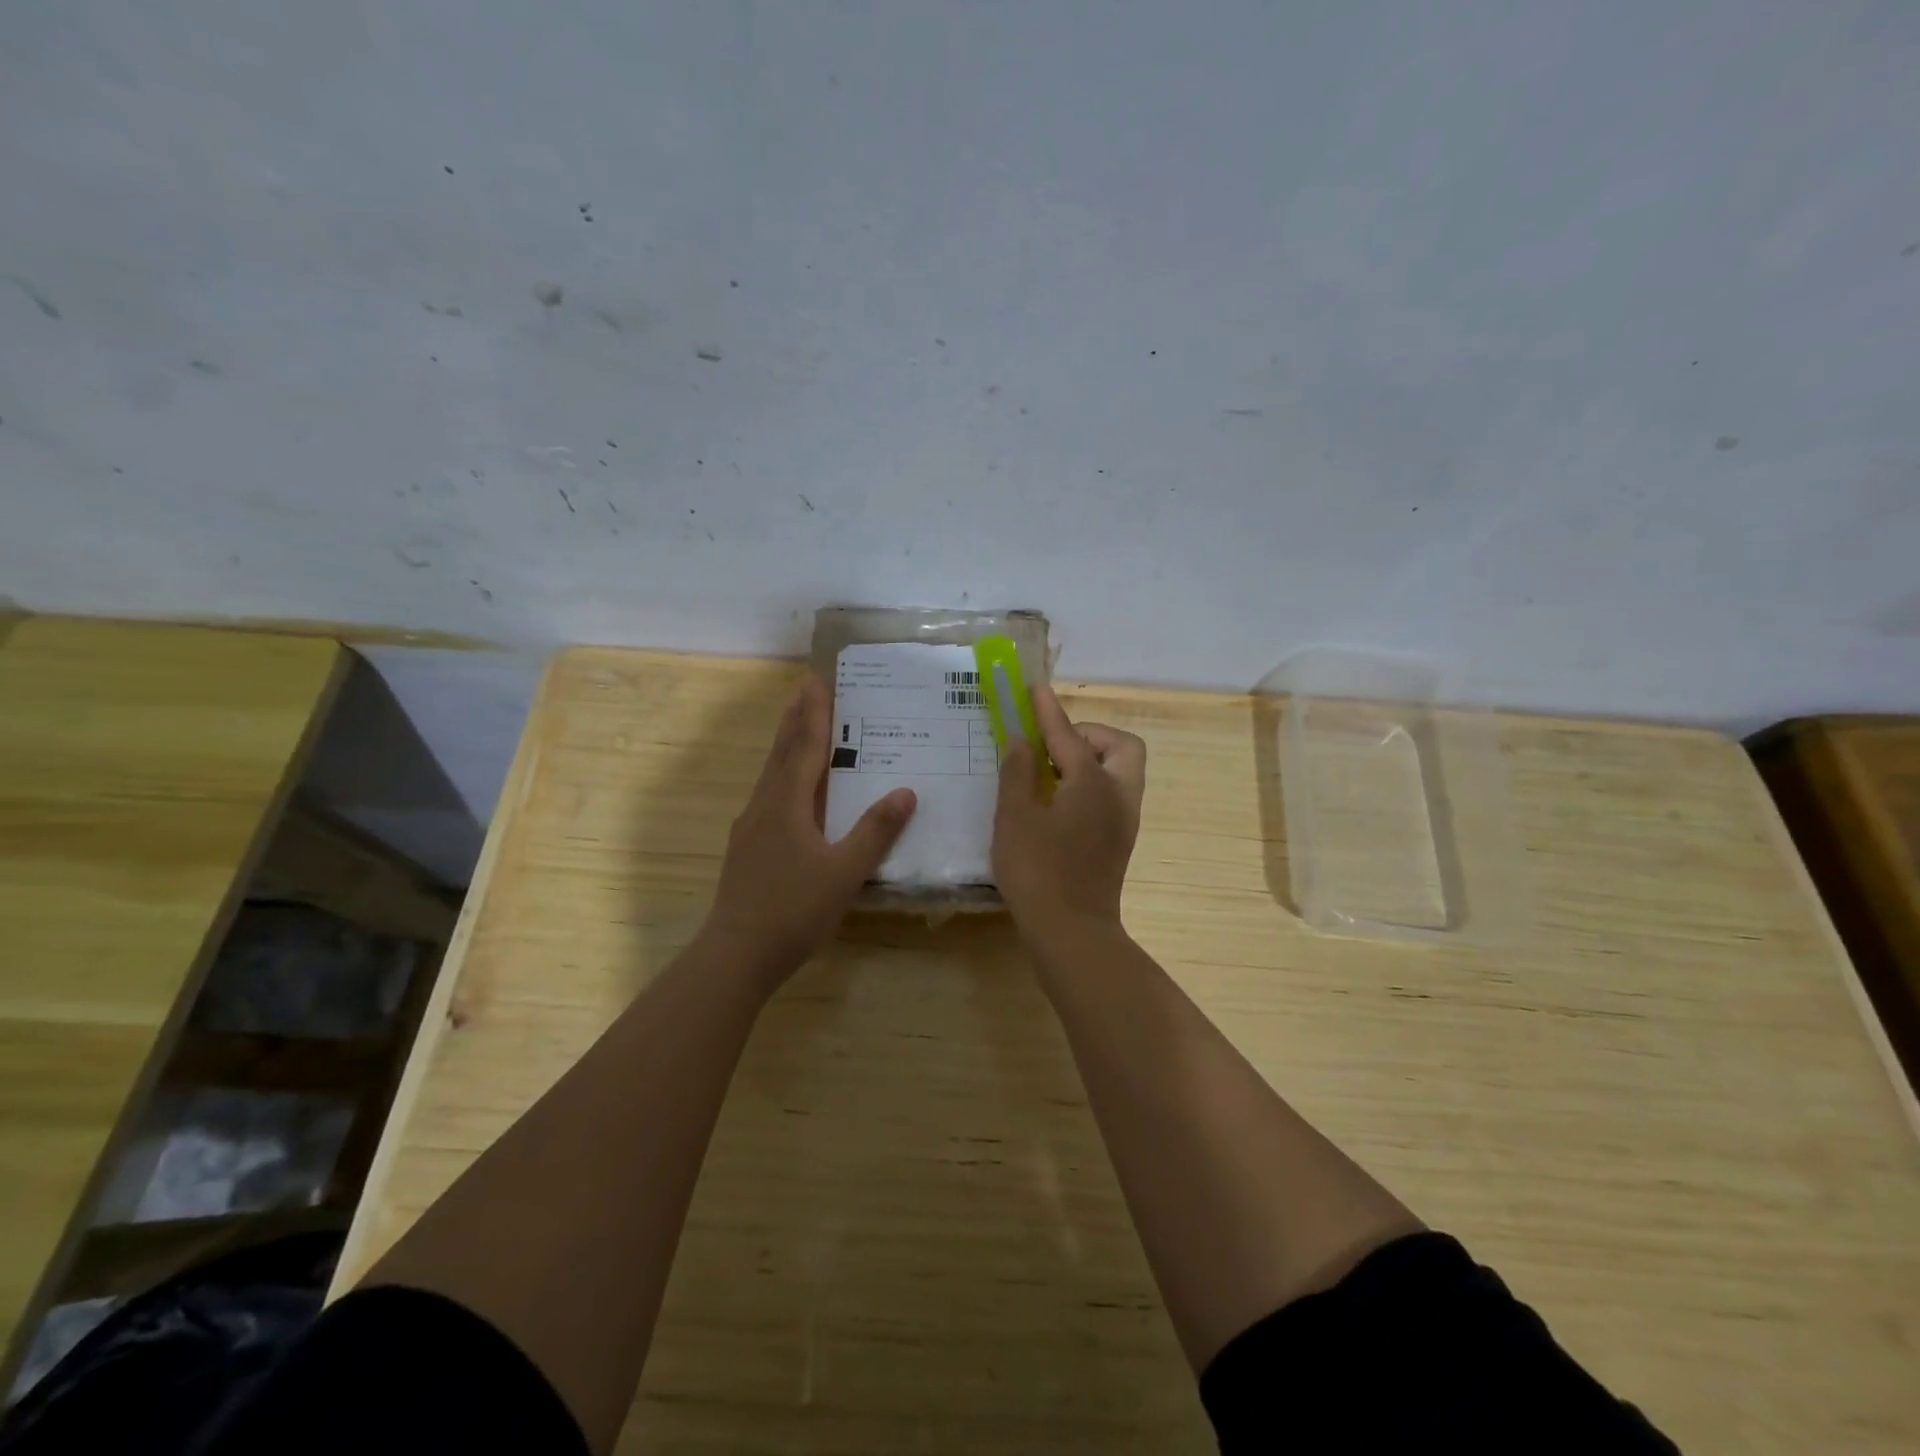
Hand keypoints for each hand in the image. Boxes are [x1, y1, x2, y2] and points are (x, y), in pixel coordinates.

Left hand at [702, 676, 916, 986]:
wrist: (736, 955)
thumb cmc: (794, 911)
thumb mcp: (844, 872)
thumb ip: (876, 832)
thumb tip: (906, 792)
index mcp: (787, 805)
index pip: (804, 749)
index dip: (814, 715)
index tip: (817, 681)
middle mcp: (764, 807)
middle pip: (781, 754)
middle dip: (794, 720)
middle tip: (804, 689)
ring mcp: (750, 828)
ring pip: (770, 775)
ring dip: (785, 746)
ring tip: (797, 727)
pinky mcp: (746, 848)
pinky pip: (768, 796)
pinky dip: (782, 777)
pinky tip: (789, 792)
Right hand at [992, 683, 1146, 943]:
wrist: (1072, 932)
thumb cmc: (1038, 871)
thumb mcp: (1014, 816)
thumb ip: (1017, 772)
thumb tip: (1021, 741)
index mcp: (1093, 782)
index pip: (1069, 734)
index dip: (1048, 710)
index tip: (1035, 688)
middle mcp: (1119, 794)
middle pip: (1119, 746)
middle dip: (1088, 734)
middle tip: (1052, 746)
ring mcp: (1124, 820)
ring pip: (1120, 771)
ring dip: (1091, 759)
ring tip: (1050, 772)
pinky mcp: (1120, 841)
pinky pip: (1112, 794)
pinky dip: (1091, 784)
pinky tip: (1058, 801)